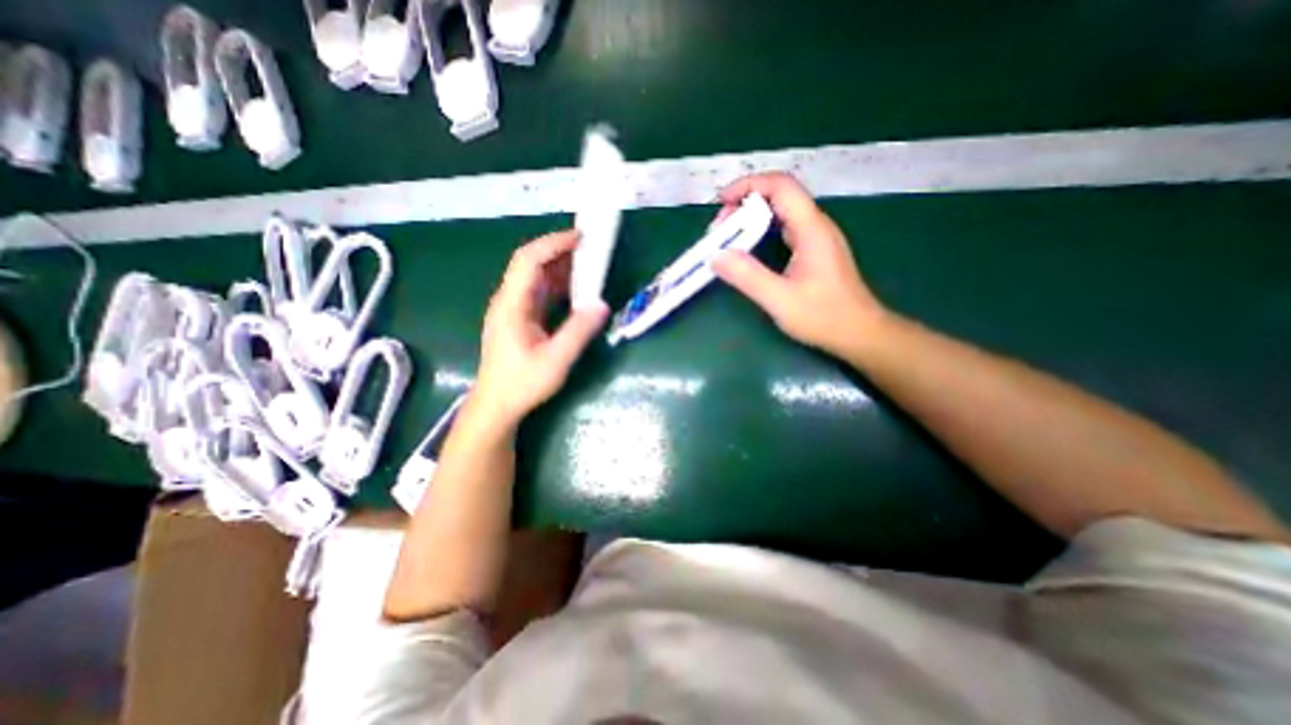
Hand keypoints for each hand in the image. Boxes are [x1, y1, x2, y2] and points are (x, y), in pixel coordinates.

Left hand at [474, 231, 611, 426]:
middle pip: (531, 263)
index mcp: (512, 304)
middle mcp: (509, 300)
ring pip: (536, 277)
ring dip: (561, 268)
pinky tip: (576, 290)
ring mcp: (513, 309)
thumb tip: (602, 305)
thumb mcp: (556, 360)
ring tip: (588, 265)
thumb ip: (579, 331)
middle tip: (591, 249)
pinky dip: (559, 285)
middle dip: (560, 251)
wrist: (497, 405)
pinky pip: (540, 292)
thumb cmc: (522, 384)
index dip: (553, 244)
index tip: (581, 238)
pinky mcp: (519, 318)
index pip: (529, 260)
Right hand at [709, 171, 895, 357]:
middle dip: (744, 204)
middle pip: (779, 196)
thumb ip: (748, 277)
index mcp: (811, 229)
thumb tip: (716, 256)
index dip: (748, 185)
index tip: (720, 203)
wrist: (859, 333)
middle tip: (720, 230)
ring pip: (781, 212)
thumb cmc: (824, 317)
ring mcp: (816, 238)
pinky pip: (784, 229)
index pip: (781, 186)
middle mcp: (815, 225)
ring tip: (728, 238)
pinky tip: (748, 249)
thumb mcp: (780, 300)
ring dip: (751, 219)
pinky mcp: (813, 251)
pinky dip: (761, 232)